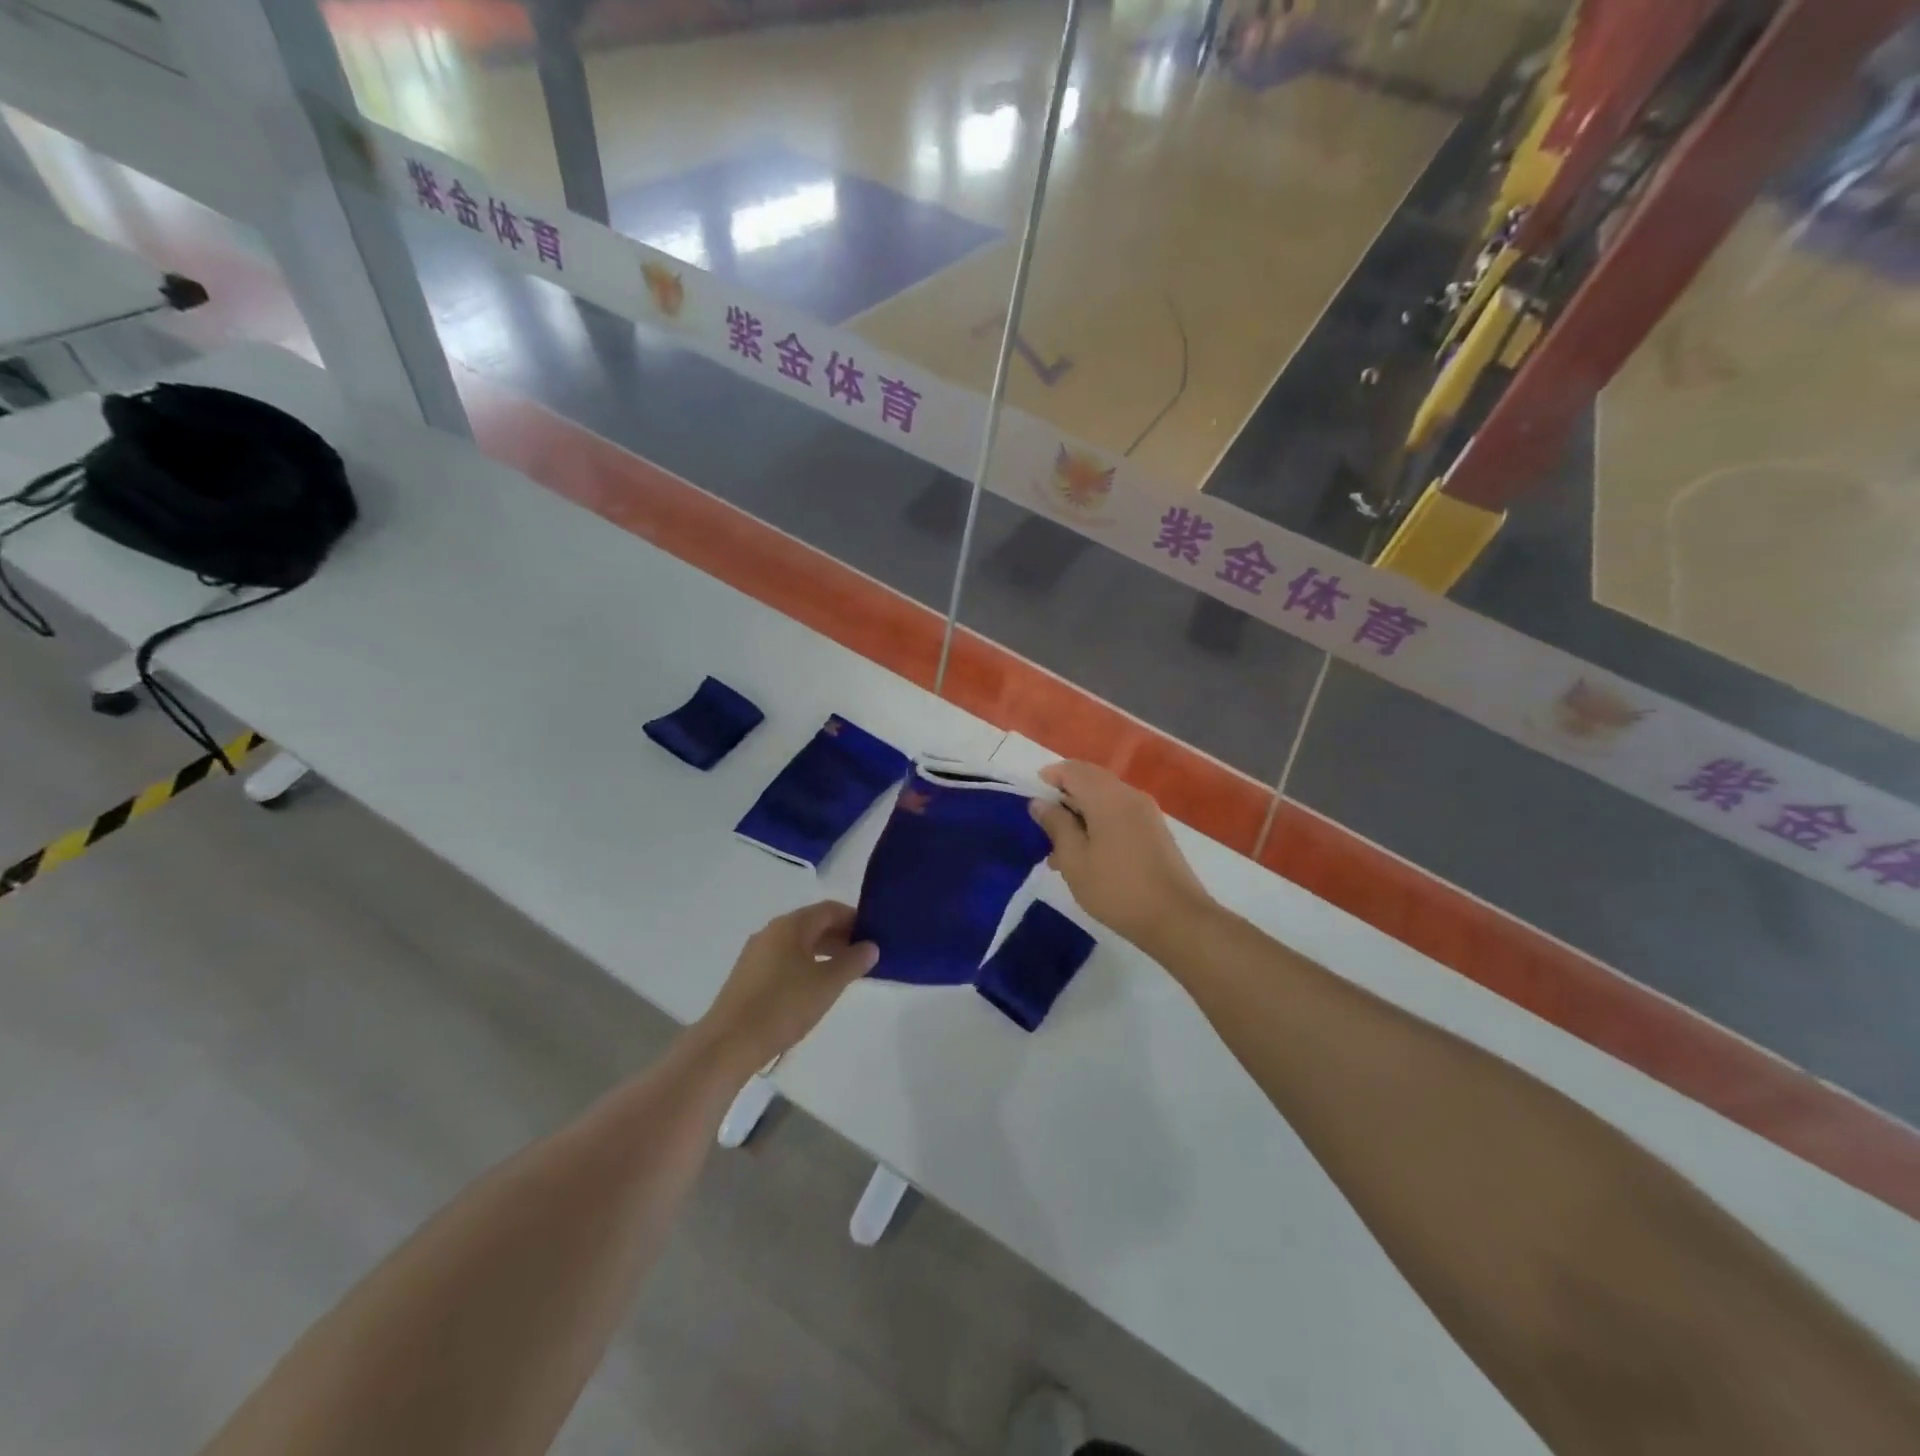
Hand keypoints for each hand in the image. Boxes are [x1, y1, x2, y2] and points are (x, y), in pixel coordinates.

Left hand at [697, 902, 876, 1069]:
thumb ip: (853, 962)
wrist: (728, 1044)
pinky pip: (784, 960)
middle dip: (840, 936)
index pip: (829, 909)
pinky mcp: (748, 976)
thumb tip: (871, 946)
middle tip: (864, 957)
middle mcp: (771, 932)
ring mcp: (756, 954)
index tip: (875, 935)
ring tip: (843, 974)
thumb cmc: (783, 1006)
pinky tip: (814, 989)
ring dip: (823, 952)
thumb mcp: (827, 984)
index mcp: (790, 925)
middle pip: (813, 924)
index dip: (854, 918)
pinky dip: (805, 965)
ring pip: (798, 943)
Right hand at [1029, 761, 1214, 951]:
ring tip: (1060, 849)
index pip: (1072, 770)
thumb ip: (1056, 825)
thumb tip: (1040, 802)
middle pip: (1090, 779)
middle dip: (1064, 795)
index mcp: (1107, 796)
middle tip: (1043, 825)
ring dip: (1080, 813)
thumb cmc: (1116, 889)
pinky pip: (1119, 813)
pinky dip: (1098, 822)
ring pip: (1104, 798)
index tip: (1031, 800)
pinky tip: (1087, 855)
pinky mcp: (1155, 831)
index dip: (1049, 777)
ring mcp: (1146, 812)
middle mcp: (1129, 795)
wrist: (1176, 918)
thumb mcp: (1074, 860)